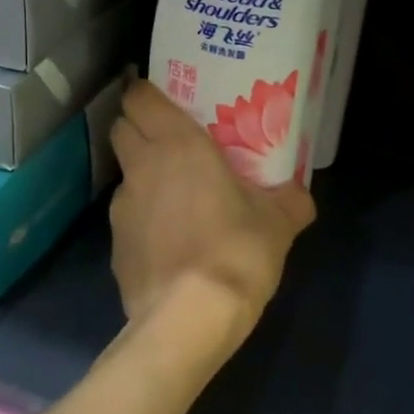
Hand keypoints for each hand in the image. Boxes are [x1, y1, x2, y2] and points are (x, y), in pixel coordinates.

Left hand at [109, 81, 315, 328]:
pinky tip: (169, 241)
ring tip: (176, 196)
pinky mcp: (114, 246)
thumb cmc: (236, 252)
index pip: (140, 97)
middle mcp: (141, 167)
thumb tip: (299, 194)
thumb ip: (290, 200)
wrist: (189, 319)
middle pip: (122, 127)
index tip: (169, 101)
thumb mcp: (279, 223)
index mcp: (177, 145)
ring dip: (143, 175)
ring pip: (125, 174)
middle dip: (140, 127)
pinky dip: (143, 218)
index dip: (148, 93)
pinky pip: (127, 217)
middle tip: (173, 141)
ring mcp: (121, 207)